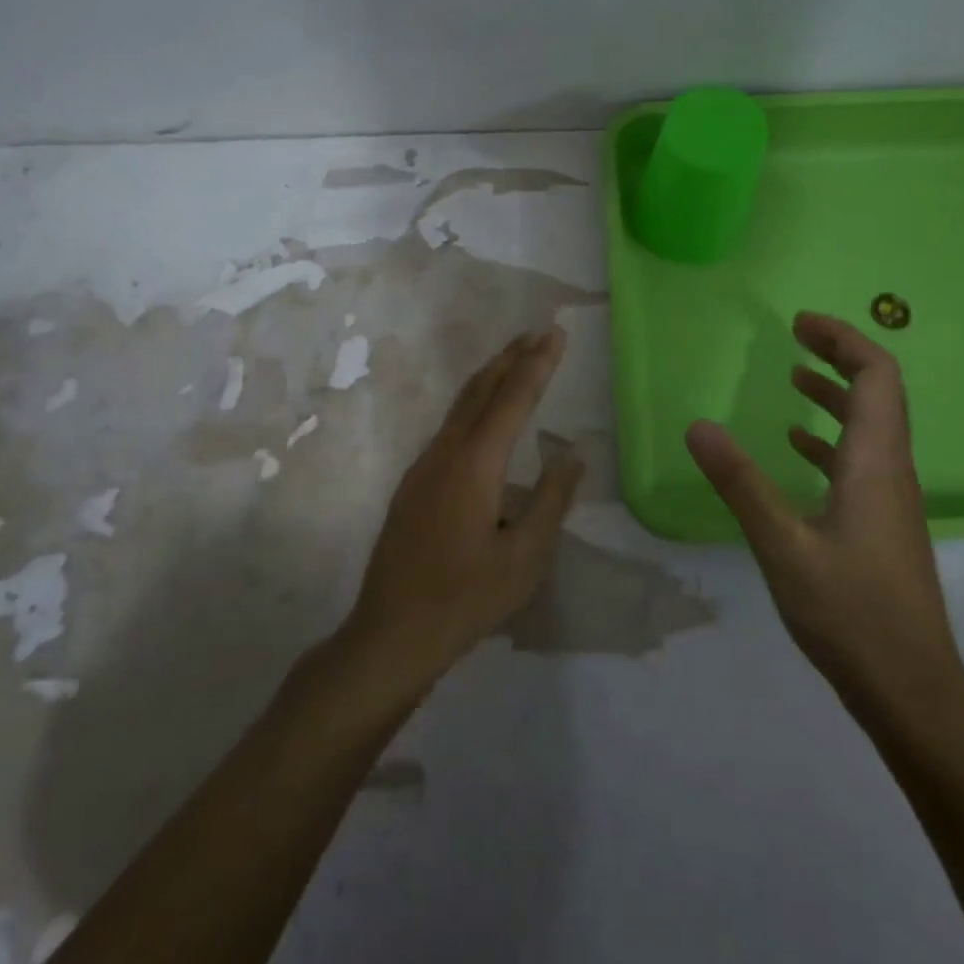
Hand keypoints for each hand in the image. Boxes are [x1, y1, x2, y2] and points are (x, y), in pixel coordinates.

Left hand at [343, 328, 583, 688]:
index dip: (537, 364)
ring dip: (490, 377)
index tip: (556, 333)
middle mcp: (445, 453)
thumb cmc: (466, 598)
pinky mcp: (413, 484)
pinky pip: (450, 427)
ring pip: (461, 406)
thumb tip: (572, 453)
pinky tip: (483, 415)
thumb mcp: (525, 556)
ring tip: (516, 359)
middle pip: (481, 390)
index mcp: (475, 464)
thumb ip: (551, 499)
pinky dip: (474, 404)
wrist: (391, 633)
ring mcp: (423, 466)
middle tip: (538, 331)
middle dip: (511, 357)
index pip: (513, 399)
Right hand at [685, 311, 963, 731]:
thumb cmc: (851, 614)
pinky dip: (830, 440)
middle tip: (796, 338)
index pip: (877, 376)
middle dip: (839, 357)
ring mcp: (891, 501)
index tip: (801, 324)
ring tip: (794, 380)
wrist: (912, 690)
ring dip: (836, 396)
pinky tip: (798, 450)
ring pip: (871, 428)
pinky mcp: (882, 526)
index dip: (844, 340)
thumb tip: (699, 426)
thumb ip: (741, 483)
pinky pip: (860, 462)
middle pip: (879, 393)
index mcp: (875, 463)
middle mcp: (891, 471)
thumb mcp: (783, 545)